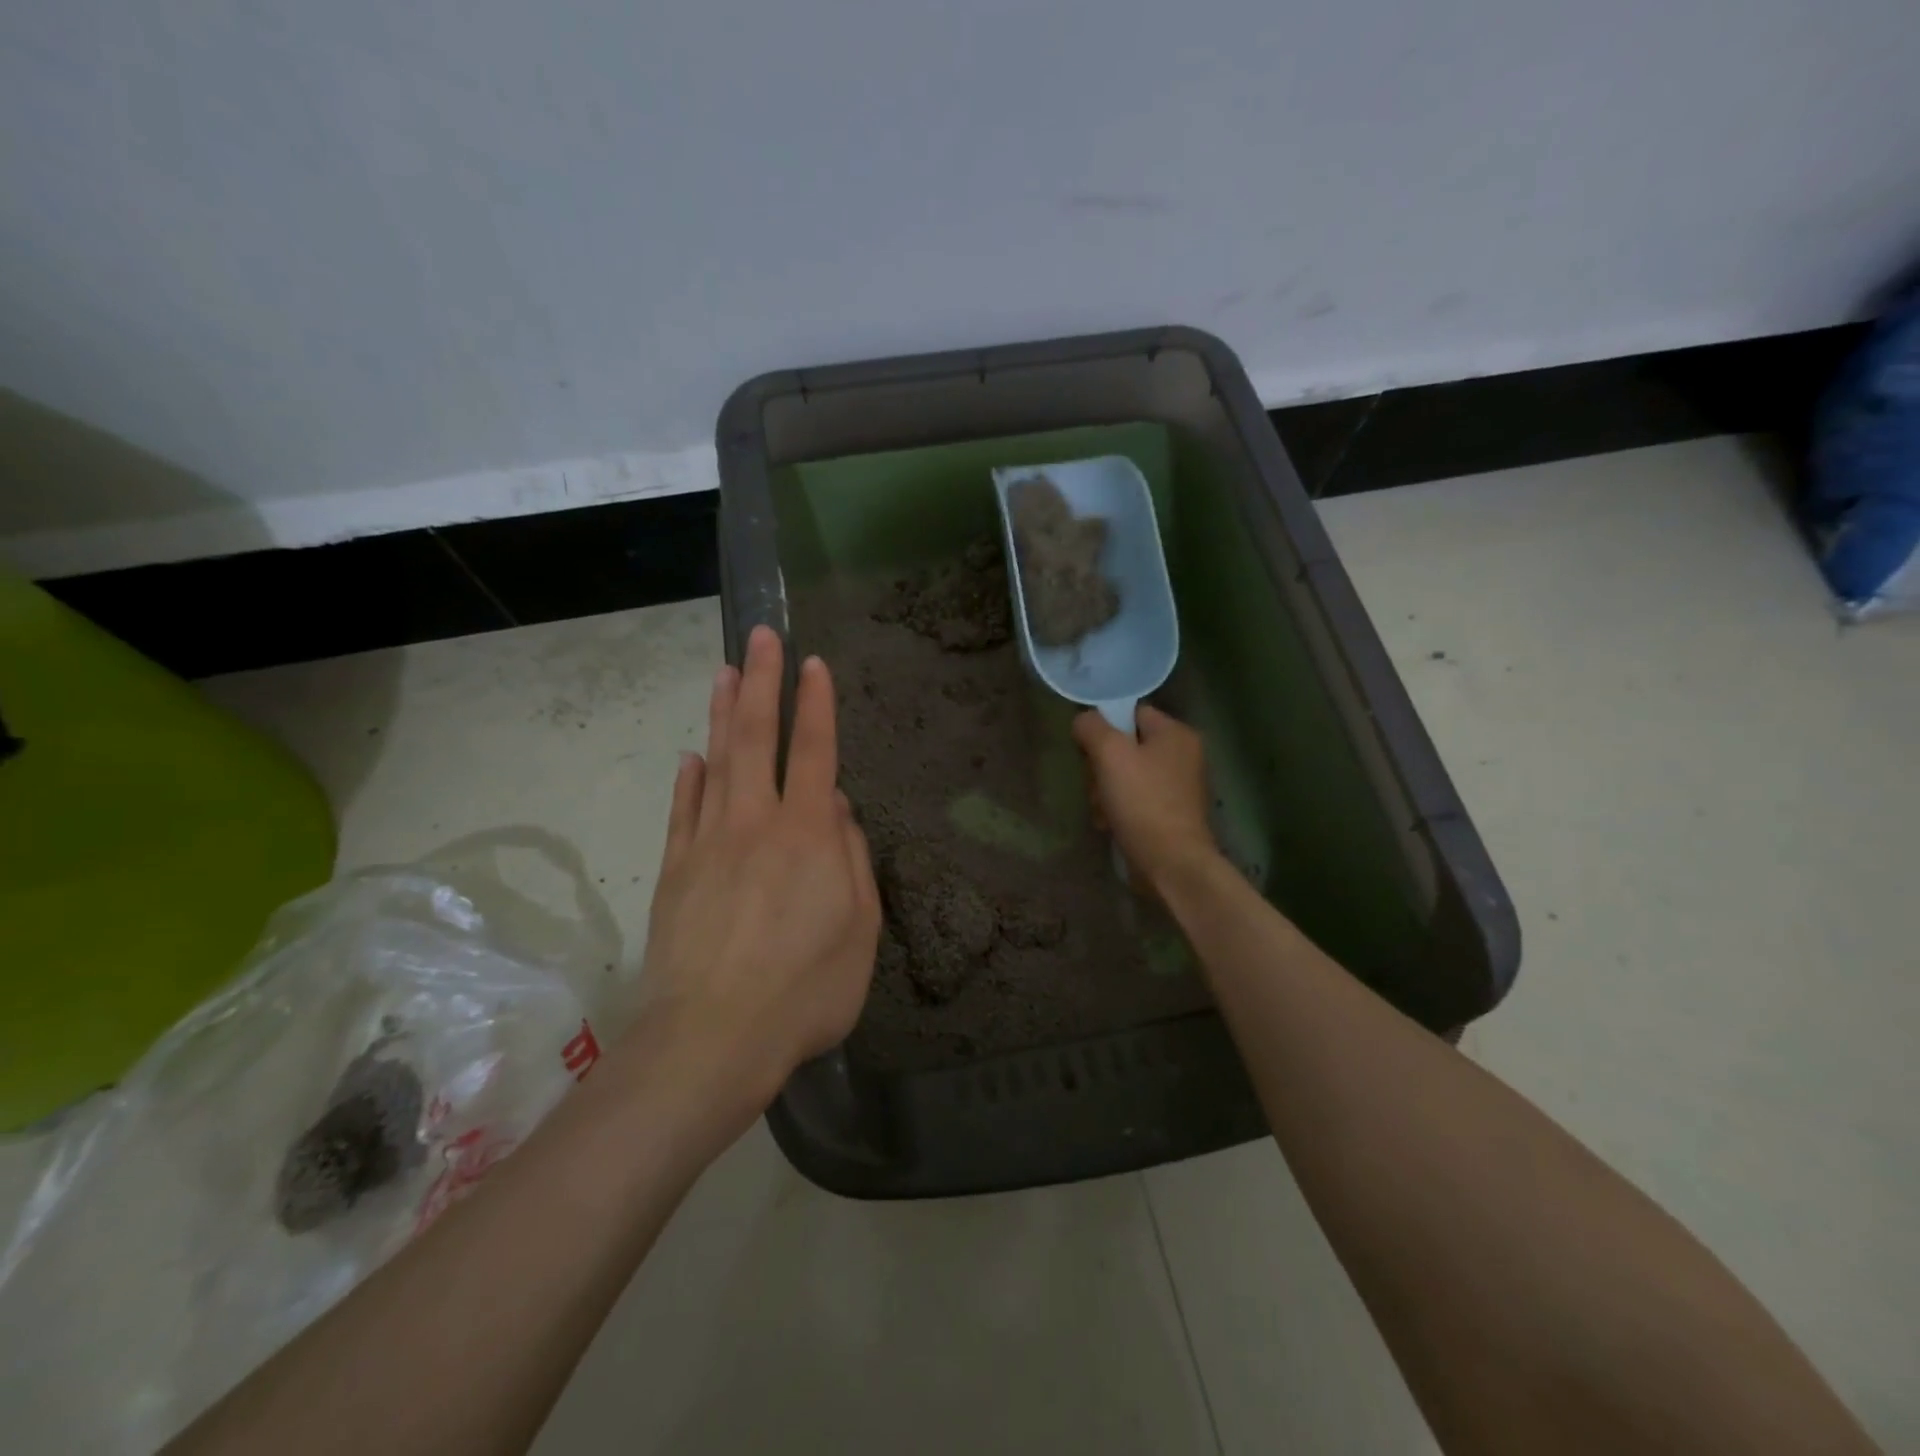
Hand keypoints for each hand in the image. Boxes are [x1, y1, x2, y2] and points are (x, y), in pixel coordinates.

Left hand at [634, 625, 880, 1124]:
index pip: (815, 753)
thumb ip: (852, 861)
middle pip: (756, 739)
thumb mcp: (860, 931)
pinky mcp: (675, 872)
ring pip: (715, 763)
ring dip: (720, 714)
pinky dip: (688, 780)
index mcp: (807, 836)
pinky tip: (690, 758)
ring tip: (723, 672)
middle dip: (760, 683)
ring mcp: (707, 844)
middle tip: (760, 636)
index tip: (812, 664)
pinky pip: (682, 812)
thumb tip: (838, 811)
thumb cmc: (805, 991)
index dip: (815, 705)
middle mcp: (755, 824)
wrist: (711, 1040)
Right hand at [1072, 705, 1222, 891]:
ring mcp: (1179, 786)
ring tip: (1101, 811)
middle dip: (1101, 767)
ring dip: (1105, 791)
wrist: (1172, 863)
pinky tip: (1109, 824)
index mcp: (1176, 733)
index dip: (1104, 727)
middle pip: (1126, 746)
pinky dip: (1119, 809)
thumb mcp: (1110, 754)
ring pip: (1127, 775)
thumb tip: (1083, 721)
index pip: (1131, 712)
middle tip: (1095, 786)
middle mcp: (1183, 755)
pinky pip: (1136, 799)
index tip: (1087, 751)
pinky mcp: (1172, 813)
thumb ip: (1092, 727)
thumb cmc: (1142, 802)